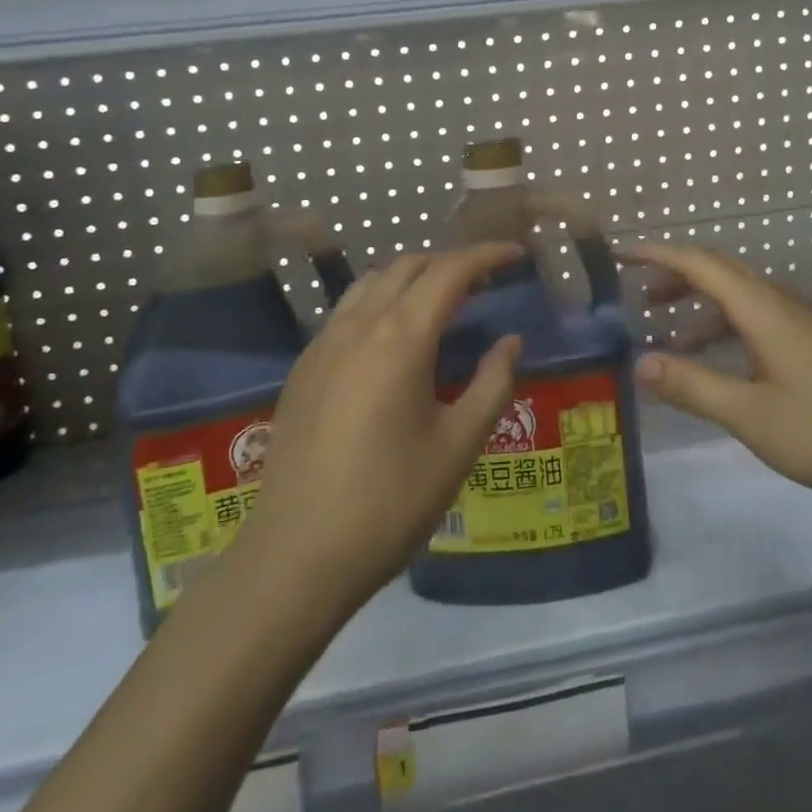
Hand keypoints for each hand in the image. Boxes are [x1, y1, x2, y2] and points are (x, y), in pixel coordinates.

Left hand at [227, 244, 522, 613]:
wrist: (295, 557)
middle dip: (450, 262)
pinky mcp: (303, 368)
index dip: (486, 255)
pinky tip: (394, 338)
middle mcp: (358, 325)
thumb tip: (509, 342)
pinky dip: (380, 300)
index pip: (449, 271)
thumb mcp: (458, 446)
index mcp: (400, 338)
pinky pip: (347, 310)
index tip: (516, 253)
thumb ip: (492, 384)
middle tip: (485, 282)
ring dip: (412, 277)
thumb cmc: (390, 503)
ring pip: (372, 282)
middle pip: (408, 265)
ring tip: (441, 302)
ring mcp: (323, 344)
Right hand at [624, 241, 811, 508]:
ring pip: (739, 297)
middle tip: (637, 300)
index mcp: (762, 308)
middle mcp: (779, 302)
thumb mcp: (753, 415)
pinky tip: (719, 365)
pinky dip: (725, 328)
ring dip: (700, 307)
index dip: (656, 253)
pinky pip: (756, 318)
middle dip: (674, 277)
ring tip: (668, 338)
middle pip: (718, 271)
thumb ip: (694, 387)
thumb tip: (639, 363)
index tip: (618, 255)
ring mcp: (801, 322)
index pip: (699, 263)